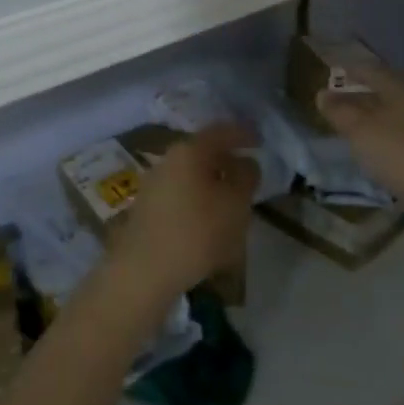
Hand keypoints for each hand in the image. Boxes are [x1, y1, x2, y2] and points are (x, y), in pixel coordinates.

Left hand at [112, 123, 259, 299]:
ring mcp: (153, 185)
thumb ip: (245, 177)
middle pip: (203, 153)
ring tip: (232, 201)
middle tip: (248, 174)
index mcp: (189, 151)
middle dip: (226, 161)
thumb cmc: (197, 232)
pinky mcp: (147, 210)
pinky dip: (198, 201)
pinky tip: (209, 221)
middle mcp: (167, 161)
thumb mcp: (235, 204)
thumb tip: (246, 163)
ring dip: (212, 183)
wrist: (144, 272)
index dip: (242, 134)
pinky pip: (180, 195)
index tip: (259, 140)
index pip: (220, 132)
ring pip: (191, 175)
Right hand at [316, 63, 403, 255]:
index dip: (351, 69)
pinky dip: (400, 149)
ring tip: (360, 135)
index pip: (372, 70)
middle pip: (390, 94)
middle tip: (340, 105)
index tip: (334, 68)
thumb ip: (343, 115)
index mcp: (403, 90)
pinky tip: (391, 164)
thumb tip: (323, 94)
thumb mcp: (366, 135)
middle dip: (366, 97)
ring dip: (383, 125)